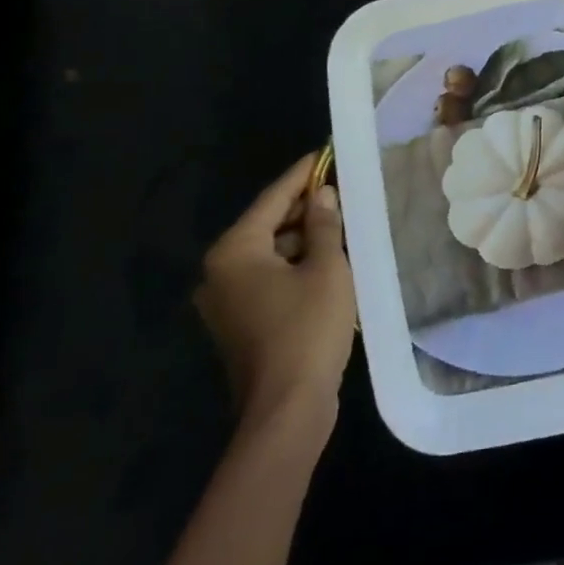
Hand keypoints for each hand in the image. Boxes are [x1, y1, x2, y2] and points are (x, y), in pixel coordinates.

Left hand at [195, 152, 355, 432]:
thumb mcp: (326, 268)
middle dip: (305, 208)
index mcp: (235, 251)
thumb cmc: (307, 329)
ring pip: (270, 253)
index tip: (325, 153)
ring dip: (303, 239)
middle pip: (268, 225)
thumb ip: (324, 225)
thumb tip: (323, 195)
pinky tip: (328, 261)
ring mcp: (226, 301)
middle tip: (343, 190)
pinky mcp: (239, 324)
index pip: (273, 198)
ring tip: (342, 223)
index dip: (303, 174)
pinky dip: (295, 266)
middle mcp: (220, 271)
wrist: (287, 411)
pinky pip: (268, 279)